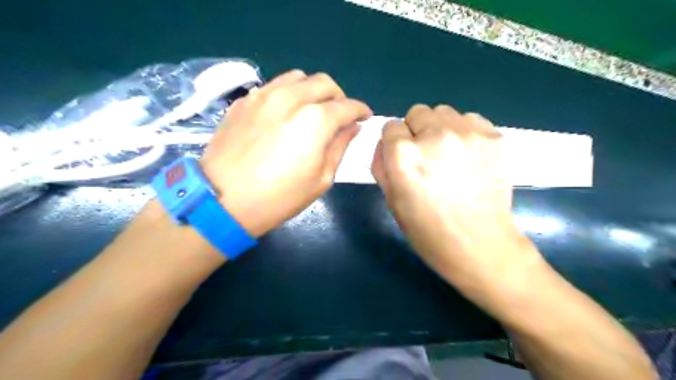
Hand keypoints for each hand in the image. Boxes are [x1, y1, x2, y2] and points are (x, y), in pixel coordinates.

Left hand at [201, 70, 371, 237]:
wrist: (223, 200)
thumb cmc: (278, 197)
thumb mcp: (321, 179)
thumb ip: (340, 147)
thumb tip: (352, 127)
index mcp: (316, 120)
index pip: (348, 106)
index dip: (361, 110)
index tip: (364, 118)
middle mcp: (292, 98)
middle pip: (325, 83)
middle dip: (339, 97)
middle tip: (339, 116)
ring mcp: (264, 95)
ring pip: (298, 77)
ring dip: (313, 90)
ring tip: (312, 110)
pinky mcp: (245, 100)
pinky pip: (274, 85)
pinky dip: (288, 94)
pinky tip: (285, 114)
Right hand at [369, 105, 539, 288]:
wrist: (479, 244)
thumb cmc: (427, 229)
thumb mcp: (391, 200)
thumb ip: (381, 165)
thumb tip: (385, 143)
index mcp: (403, 155)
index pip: (390, 126)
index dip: (394, 143)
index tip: (403, 159)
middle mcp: (433, 136)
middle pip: (417, 112)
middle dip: (416, 131)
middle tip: (426, 157)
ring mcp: (467, 133)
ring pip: (444, 112)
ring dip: (440, 129)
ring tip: (449, 155)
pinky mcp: (493, 136)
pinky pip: (471, 119)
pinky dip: (465, 132)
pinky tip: (469, 155)